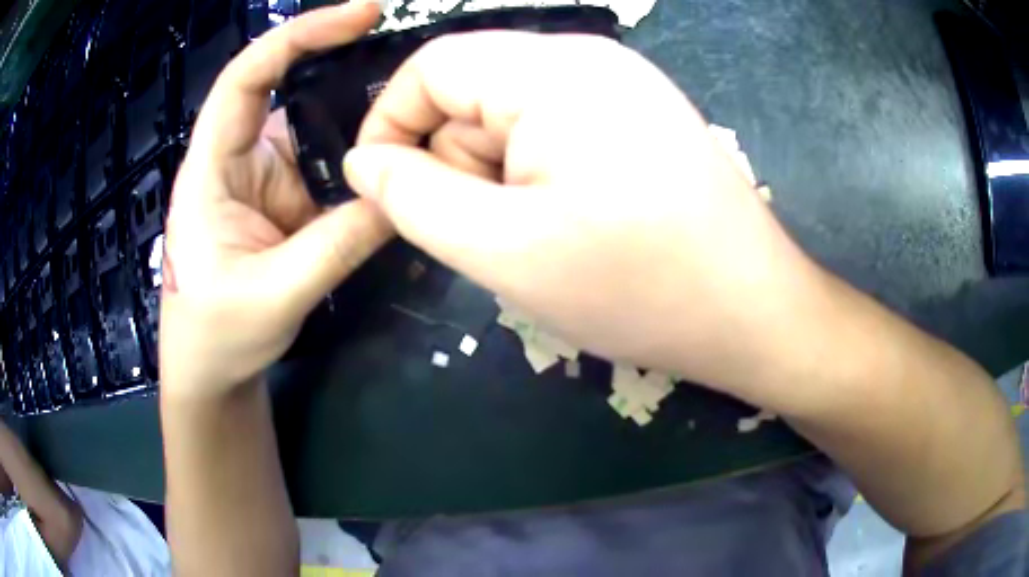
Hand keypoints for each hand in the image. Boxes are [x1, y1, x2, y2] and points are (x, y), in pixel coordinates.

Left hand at [160, 1, 391, 399]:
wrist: (210, 373)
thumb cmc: (217, 336)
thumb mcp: (277, 293)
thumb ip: (338, 244)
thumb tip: (402, 195)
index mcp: (212, 168)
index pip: (246, 79)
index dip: (297, 36)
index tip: (359, 15)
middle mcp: (238, 158)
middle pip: (289, 90)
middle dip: (344, 66)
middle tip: (413, 62)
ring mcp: (264, 179)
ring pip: (314, 130)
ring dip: (359, 120)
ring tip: (417, 110)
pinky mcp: (284, 200)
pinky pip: (325, 167)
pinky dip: (358, 160)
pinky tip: (396, 159)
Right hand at [344, 32, 830, 395]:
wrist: (754, 313)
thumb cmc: (638, 286)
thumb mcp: (502, 248)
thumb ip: (414, 197)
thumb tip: (363, 162)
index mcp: (551, 70)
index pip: (431, 66)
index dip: (391, 122)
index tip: (382, 189)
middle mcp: (587, 60)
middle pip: (472, 92)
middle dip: (457, 161)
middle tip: (494, 234)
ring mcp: (620, 87)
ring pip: (511, 117)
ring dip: (499, 177)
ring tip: (543, 237)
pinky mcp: (639, 119)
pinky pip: (553, 132)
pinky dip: (538, 177)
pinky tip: (575, 224)